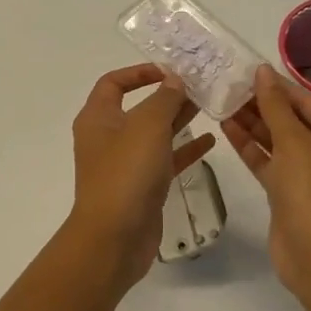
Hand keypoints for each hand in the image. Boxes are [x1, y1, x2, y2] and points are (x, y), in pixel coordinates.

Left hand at [66, 64, 216, 293]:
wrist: (114, 239)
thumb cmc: (126, 174)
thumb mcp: (147, 127)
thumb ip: (164, 99)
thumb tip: (175, 80)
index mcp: (98, 118)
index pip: (113, 82)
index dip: (139, 72)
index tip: (171, 71)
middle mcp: (108, 137)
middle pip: (139, 107)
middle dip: (168, 95)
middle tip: (202, 86)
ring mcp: (125, 163)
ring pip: (155, 133)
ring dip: (180, 119)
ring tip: (211, 106)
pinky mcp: (143, 186)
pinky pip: (165, 159)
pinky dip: (185, 149)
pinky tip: (211, 141)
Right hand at [221, 66, 310, 299]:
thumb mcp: (293, 141)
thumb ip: (274, 105)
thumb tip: (263, 71)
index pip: (308, 102)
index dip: (278, 86)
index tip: (248, 70)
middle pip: (294, 121)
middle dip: (262, 105)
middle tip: (229, 86)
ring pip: (280, 142)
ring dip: (253, 125)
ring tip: (222, 103)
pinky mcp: (292, 194)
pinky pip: (272, 163)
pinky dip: (252, 148)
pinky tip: (227, 129)